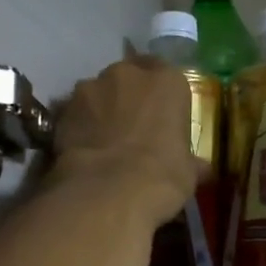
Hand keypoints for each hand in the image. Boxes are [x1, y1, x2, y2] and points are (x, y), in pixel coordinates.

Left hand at [50, 54, 199, 229]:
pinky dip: (80, 124)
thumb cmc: (161, 177)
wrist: (108, 191)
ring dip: (102, 108)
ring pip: (99, 92)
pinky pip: (76, 112)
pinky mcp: (64, 108)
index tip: (162, 116)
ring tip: (104, 139)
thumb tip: (202, 168)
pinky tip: (83, 148)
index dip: (163, 96)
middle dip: (130, 96)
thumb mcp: (188, 173)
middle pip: (130, 77)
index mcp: (168, 82)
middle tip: (132, 126)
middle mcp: (128, 74)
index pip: (167, 75)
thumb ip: (191, 162)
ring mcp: (92, 87)